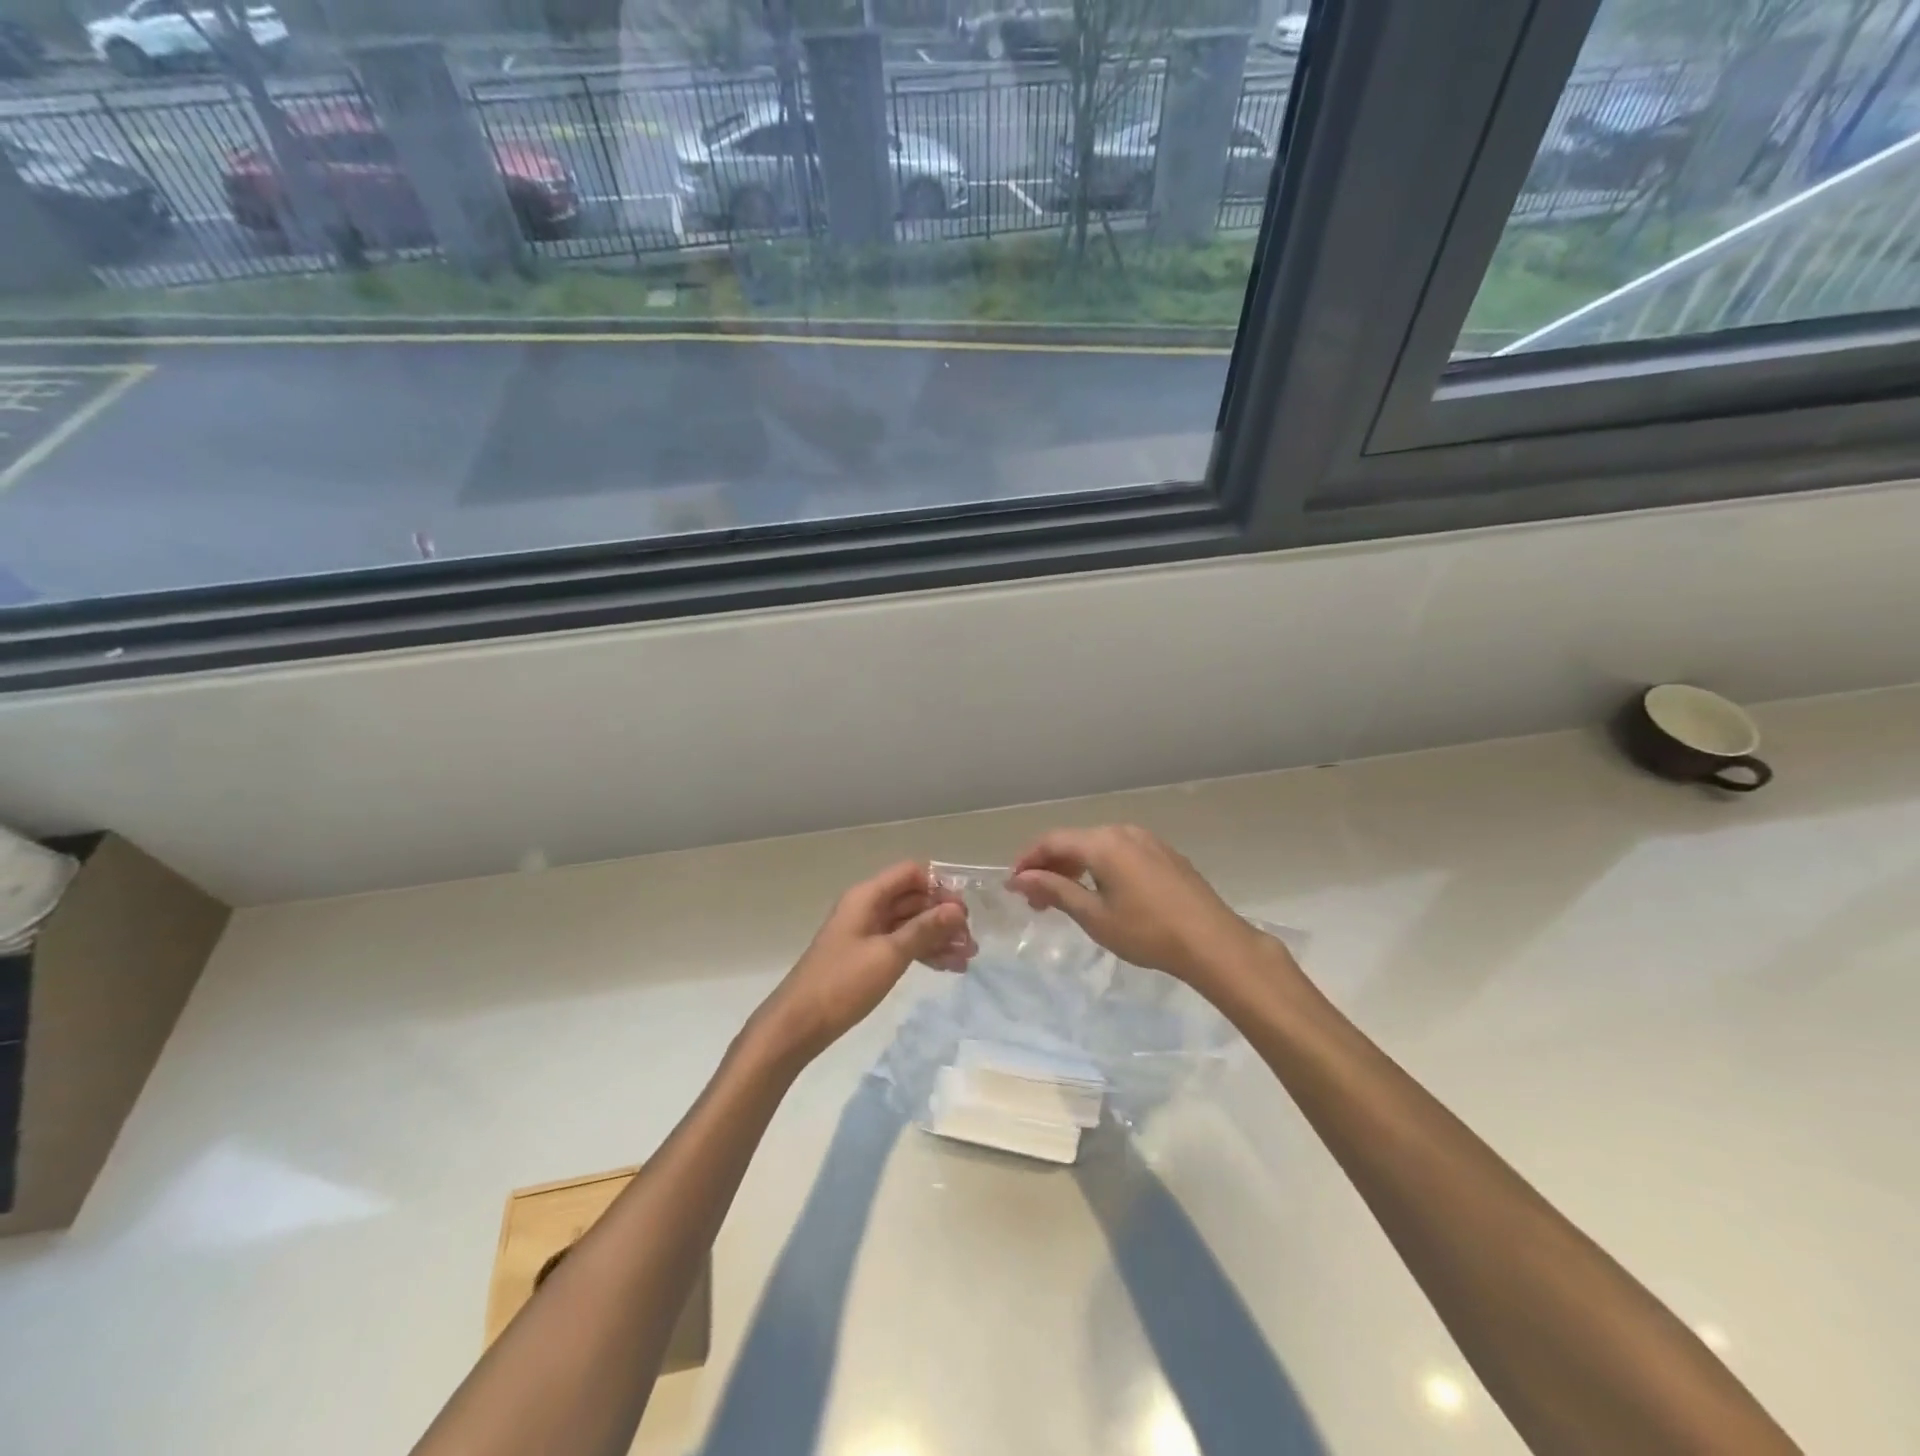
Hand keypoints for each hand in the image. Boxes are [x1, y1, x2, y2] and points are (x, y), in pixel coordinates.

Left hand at [755, 861, 973, 1063]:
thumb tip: (957, 909)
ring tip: (967, 957)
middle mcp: (868, 907)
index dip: (939, 886)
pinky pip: (902, 944)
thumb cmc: (843, 983)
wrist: (799, 1024)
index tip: (963, 911)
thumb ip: (924, 929)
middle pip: (913, 898)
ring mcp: (867, 933)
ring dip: (938, 937)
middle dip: (944, 915)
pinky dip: (924, 952)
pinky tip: (949, 967)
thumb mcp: (889, 955)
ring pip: (910, 924)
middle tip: (971, 940)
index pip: (911, 873)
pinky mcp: (867, 956)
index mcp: (867, 896)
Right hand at [1008, 825, 1284, 994]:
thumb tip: (1021, 878)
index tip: (1013, 886)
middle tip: (1035, 901)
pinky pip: (1119, 852)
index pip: (1052, 841)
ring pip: (1097, 847)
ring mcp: (1147, 840)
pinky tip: (1101, 893)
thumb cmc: (1147, 932)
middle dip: (1050, 867)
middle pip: (1074, 841)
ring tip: (1065, 900)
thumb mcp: (1094, 916)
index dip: (1028, 860)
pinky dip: (1100, 868)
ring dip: (1075, 868)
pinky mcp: (1164, 854)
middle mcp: (1123, 831)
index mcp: (1103, 843)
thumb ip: (1055, 891)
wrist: (1213, 942)